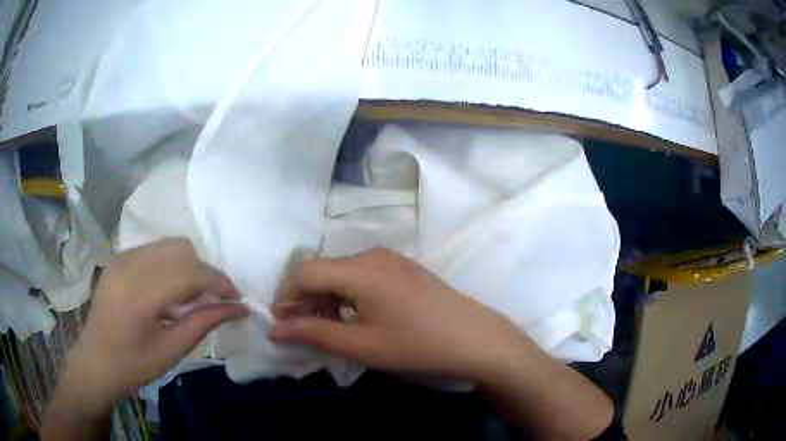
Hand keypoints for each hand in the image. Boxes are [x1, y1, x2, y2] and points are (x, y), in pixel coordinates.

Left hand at [61, 239, 247, 408]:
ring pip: (169, 245)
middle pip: (180, 250)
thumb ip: (203, 324)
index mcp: (138, 296)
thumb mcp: (170, 352)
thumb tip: (237, 308)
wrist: (94, 362)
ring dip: (189, 266)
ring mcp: (120, 258)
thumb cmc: (132, 366)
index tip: (236, 298)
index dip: (218, 281)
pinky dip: (172, 265)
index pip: (188, 272)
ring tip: (192, 297)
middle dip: (205, 272)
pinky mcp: (118, 258)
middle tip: (213, 300)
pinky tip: (169, 291)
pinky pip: (154, 250)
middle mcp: (127, 266)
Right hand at [270, 248, 525, 380]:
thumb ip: (314, 334)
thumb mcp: (361, 345)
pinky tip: (354, 319)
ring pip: (342, 274)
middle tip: (302, 331)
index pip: (304, 272)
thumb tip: (276, 330)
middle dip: (305, 300)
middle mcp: (373, 255)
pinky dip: (347, 296)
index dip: (285, 296)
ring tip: (327, 329)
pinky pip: (361, 276)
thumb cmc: (417, 345)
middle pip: (323, 271)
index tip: (280, 323)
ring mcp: (390, 260)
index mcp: (360, 269)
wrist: (475, 339)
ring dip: (326, 299)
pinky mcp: (402, 269)